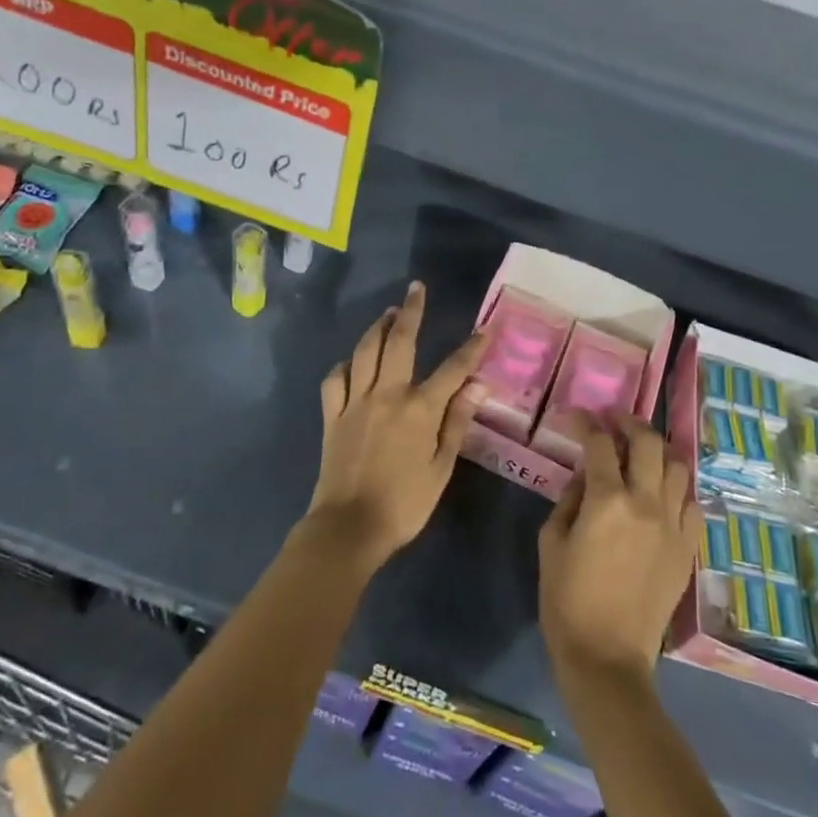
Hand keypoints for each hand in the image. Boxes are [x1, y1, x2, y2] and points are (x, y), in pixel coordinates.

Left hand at [306, 282, 487, 571]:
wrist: (348, 528)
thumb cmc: (404, 504)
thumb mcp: (441, 468)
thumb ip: (457, 422)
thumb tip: (478, 385)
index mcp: (419, 409)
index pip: (452, 369)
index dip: (471, 348)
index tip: (485, 329)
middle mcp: (386, 394)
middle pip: (399, 342)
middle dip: (410, 312)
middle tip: (416, 289)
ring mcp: (355, 402)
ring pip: (364, 352)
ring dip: (376, 328)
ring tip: (387, 313)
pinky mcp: (332, 416)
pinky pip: (335, 380)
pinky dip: (344, 365)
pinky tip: (351, 362)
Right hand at [539, 414, 697, 685]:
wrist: (607, 658)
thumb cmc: (567, 601)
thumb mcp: (551, 543)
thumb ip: (568, 500)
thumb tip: (584, 477)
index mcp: (607, 500)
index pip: (599, 443)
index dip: (586, 423)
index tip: (576, 416)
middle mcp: (646, 503)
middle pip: (648, 442)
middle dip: (628, 423)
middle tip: (614, 422)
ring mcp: (673, 525)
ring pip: (677, 467)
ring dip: (658, 452)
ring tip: (642, 454)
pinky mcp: (688, 549)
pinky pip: (693, 504)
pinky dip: (678, 490)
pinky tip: (662, 494)